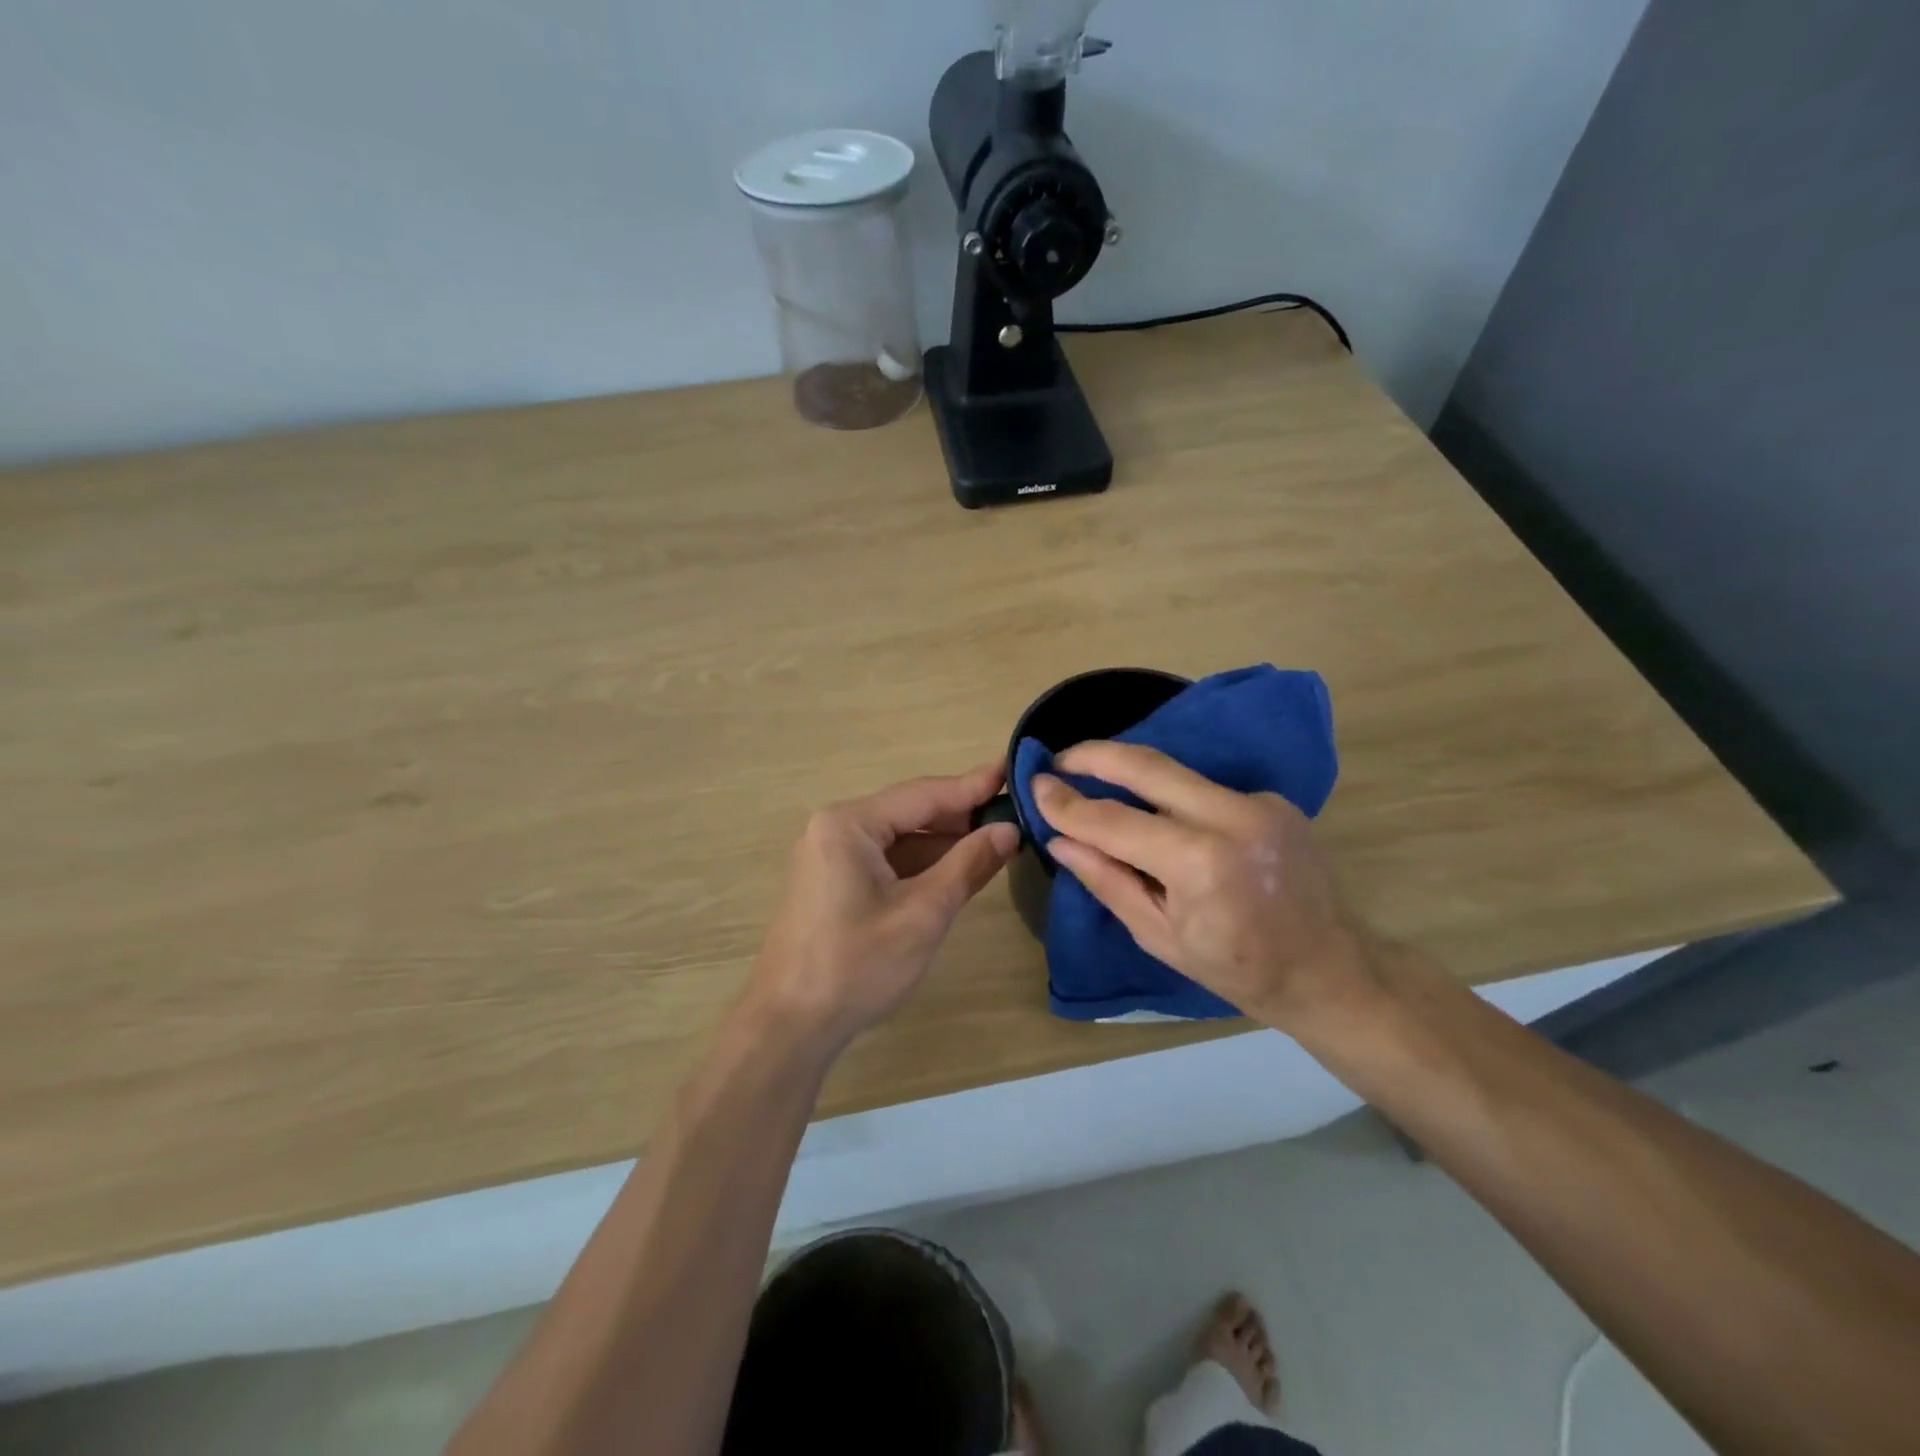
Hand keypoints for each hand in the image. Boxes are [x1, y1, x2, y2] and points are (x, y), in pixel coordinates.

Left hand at [747, 761, 1019, 1048]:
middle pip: (909, 813)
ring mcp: (830, 856)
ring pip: (899, 838)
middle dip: (960, 816)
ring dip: (943, 843)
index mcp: (849, 824)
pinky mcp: (833, 882)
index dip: (972, 786)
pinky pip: (885, 860)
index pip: (923, 795)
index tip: (1012, 770)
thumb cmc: (857, 966)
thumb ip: (968, 865)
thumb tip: (1009, 831)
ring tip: (996, 840)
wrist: (790, 1026)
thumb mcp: (923, 914)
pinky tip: (957, 869)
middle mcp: (835, 828)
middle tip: (1013, 812)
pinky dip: (921, 864)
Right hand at [1033, 742, 1373, 1031]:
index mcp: (1200, 863)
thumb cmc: (1239, 970)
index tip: (1035, 785)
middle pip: (1147, 765)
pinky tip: (1159, 815)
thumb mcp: (1160, 936)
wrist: (1332, 970)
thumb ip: (1107, 881)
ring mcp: (1258, 802)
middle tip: (1058, 758)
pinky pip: (1204, 787)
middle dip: (1094, 754)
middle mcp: (1231, 817)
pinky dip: (1172, 796)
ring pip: (1176, 772)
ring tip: (1095, 778)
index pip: (1113, 821)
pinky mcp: (1273, 799)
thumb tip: (1060, 840)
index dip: (1068, 803)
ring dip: (1131, 771)